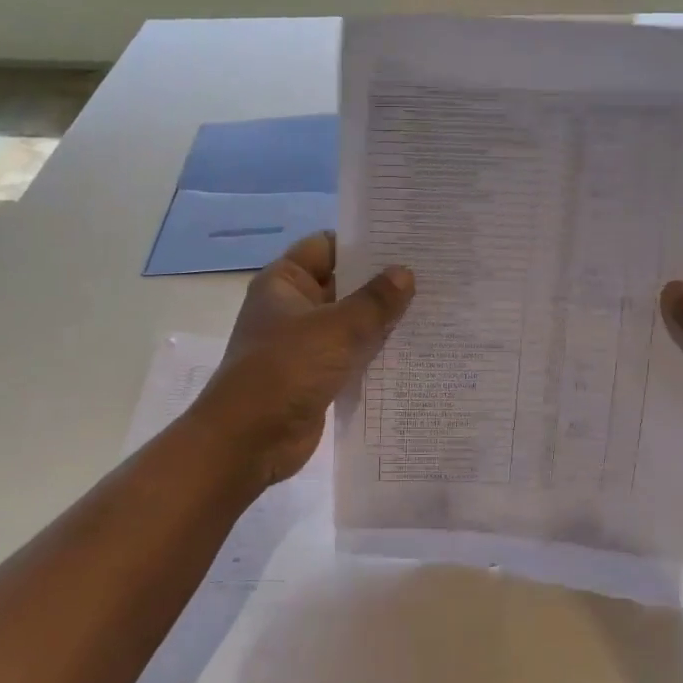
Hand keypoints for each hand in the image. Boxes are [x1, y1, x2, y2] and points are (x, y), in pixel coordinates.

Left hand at [196, 232, 414, 488]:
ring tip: (433, 310)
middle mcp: (293, 307)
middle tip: (432, 276)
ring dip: (382, 321)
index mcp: (285, 282)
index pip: (327, 246)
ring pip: (350, 323)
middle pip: (342, 284)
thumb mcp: (337, 329)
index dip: (363, 242)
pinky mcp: (316, 376)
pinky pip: (351, 356)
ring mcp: (304, 344)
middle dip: (381, 283)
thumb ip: (375, 300)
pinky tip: (413, 351)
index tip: (406, 242)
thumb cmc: (287, 370)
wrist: (249, 440)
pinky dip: (376, 354)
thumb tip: (405, 272)